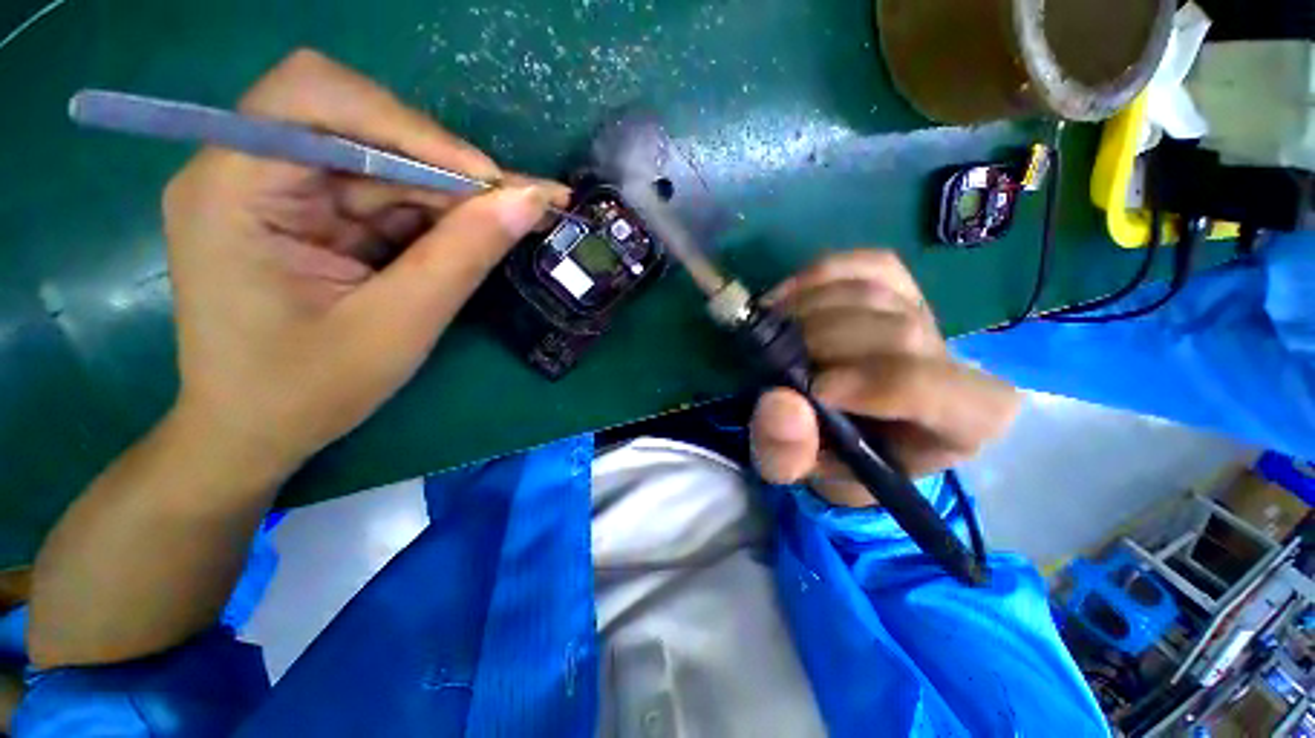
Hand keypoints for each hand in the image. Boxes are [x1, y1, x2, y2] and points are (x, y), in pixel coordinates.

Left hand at [162, 49, 566, 476]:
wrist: (254, 434)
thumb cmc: (308, 392)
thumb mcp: (398, 325)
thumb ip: (465, 255)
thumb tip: (531, 200)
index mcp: (233, 190)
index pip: (316, 98)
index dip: (410, 126)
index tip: (488, 181)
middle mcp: (245, 171)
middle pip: (357, 126)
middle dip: (444, 166)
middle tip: (518, 203)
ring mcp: (277, 193)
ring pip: (382, 163)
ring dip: (450, 194)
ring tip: (511, 220)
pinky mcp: (306, 217)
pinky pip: (382, 196)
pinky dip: (433, 216)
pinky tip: (471, 236)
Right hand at [749, 250, 1019, 506]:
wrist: (844, 426)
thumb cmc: (834, 457)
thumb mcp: (802, 472)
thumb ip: (788, 454)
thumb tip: (780, 404)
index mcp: (957, 422)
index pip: (934, 388)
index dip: (871, 383)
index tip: (813, 390)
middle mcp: (953, 361)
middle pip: (898, 330)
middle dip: (823, 341)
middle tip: (773, 357)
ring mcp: (925, 315)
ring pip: (873, 291)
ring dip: (807, 308)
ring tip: (772, 332)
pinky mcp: (898, 287)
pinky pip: (865, 264)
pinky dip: (818, 276)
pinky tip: (786, 299)